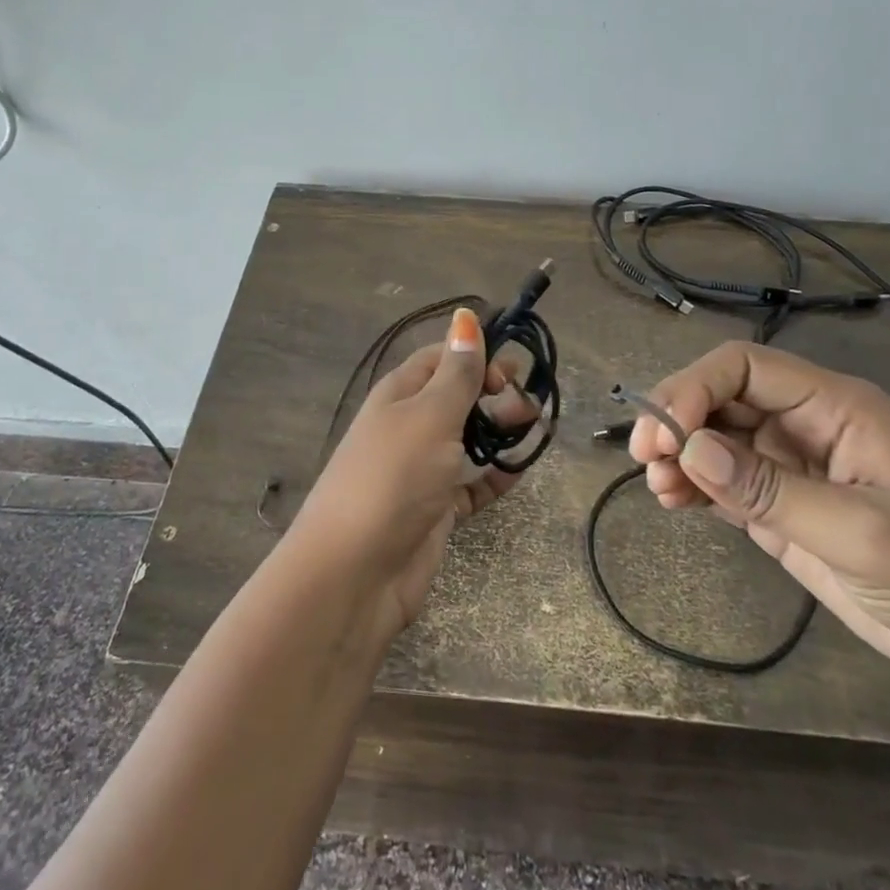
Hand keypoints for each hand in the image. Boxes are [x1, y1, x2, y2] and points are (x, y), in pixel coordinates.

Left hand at [294, 308, 534, 638]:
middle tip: (528, 405)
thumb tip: (465, 316)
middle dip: (495, 393)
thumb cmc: (392, 478)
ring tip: (535, 430)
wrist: (354, 573)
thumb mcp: (429, 416)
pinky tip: (520, 470)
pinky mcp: (436, 509)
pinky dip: (496, 475)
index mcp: (400, 394)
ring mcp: (422, 469)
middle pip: (458, 397)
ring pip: (469, 438)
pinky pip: (472, 483)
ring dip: (501, 431)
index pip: (441, 358)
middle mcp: (409, 426)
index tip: (510, 370)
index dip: (475, 355)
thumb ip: (456, 372)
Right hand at [629, 341, 889, 695]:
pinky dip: (692, 484)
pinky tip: (673, 502)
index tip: (664, 433)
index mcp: (834, 406)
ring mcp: (792, 467)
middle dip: (677, 418)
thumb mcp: (862, 533)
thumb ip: (770, 490)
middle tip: (646, 458)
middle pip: (721, 396)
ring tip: (659, 487)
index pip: (744, 367)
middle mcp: (805, 425)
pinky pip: (723, 480)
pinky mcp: (782, 508)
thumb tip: (687, 449)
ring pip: (714, 437)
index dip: (695, 387)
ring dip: (678, 453)